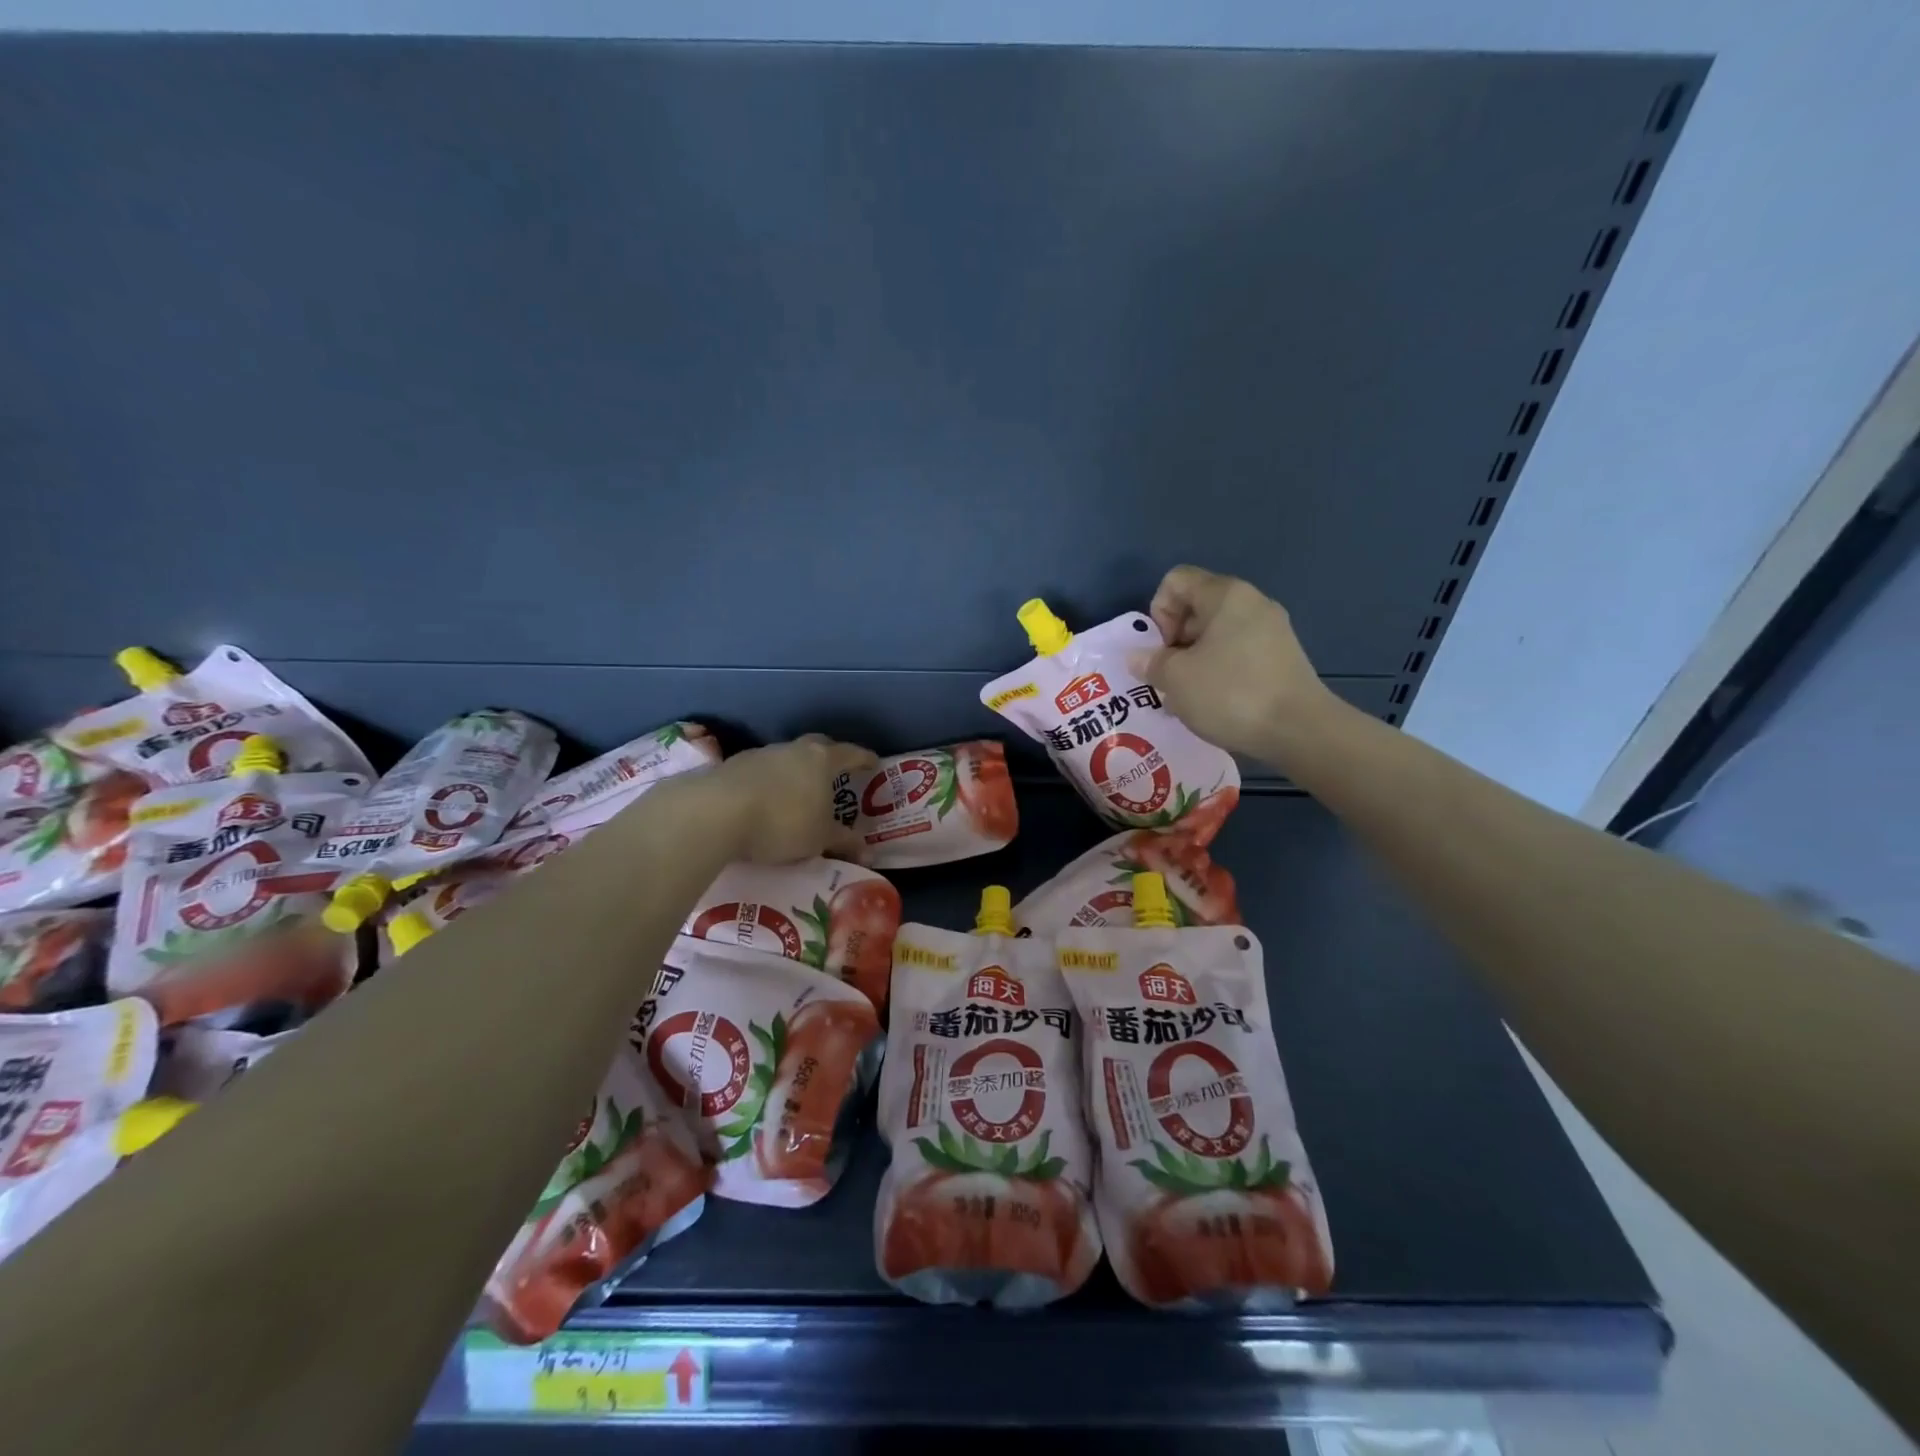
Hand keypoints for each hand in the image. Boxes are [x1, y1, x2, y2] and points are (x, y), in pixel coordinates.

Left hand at [701, 735, 877, 864]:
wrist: (715, 813)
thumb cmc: (782, 822)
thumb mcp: (819, 839)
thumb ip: (844, 842)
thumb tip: (869, 852)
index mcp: (821, 759)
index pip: (851, 753)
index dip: (865, 759)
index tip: (874, 763)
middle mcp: (792, 749)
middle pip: (817, 747)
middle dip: (829, 759)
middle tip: (836, 776)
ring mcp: (760, 755)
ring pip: (786, 759)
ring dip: (794, 773)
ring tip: (797, 796)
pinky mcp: (731, 767)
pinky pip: (760, 773)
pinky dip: (768, 785)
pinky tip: (764, 804)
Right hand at [1136, 565, 1339, 767]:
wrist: (1299, 730)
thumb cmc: (1230, 693)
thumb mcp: (1176, 679)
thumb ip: (1151, 663)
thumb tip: (1138, 657)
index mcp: (1225, 595)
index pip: (1176, 581)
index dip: (1158, 612)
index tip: (1162, 649)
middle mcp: (1251, 603)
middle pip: (1196, 607)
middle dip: (1174, 641)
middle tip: (1169, 678)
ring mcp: (1272, 630)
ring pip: (1216, 634)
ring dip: (1193, 661)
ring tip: (1188, 697)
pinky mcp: (1281, 657)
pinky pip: (1237, 653)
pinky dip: (1219, 672)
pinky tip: (1215, 703)